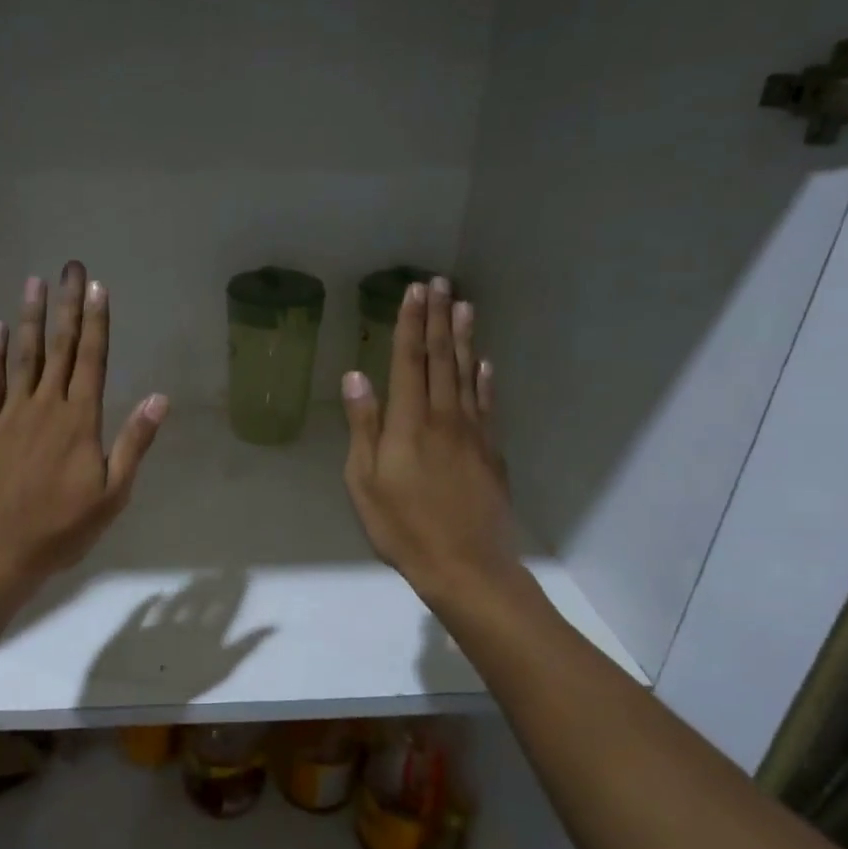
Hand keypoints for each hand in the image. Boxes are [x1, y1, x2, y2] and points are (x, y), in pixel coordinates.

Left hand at [0, 260, 167, 587]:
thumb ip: (134, 443)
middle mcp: (46, 406)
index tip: (98, 287)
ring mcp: (11, 413)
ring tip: (35, 282)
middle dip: (68, 306)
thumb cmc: (63, 527)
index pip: (92, 360)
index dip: (96, 322)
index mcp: (81, 420)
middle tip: (71, 267)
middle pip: (60, 347)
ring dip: (31, 317)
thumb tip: (159, 398)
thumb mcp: (113, 494)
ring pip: (24, 356)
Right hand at [341, 277, 521, 606]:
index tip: (413, 291)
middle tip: (440, 283)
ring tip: (464, 306)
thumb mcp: (365, 482)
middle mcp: (444, 417)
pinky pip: (487, 405)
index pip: (409, 361)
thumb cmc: (402, 527)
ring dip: (464, 339)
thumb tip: (357, 377)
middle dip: (438, 319)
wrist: (465, 565)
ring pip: (467, 375)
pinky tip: (485, 364)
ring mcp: (473, 433)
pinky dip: (486, 380)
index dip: (410, 324)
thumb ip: (363, 426)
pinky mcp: (491, 452)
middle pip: (441, 359)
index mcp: (408, 423)